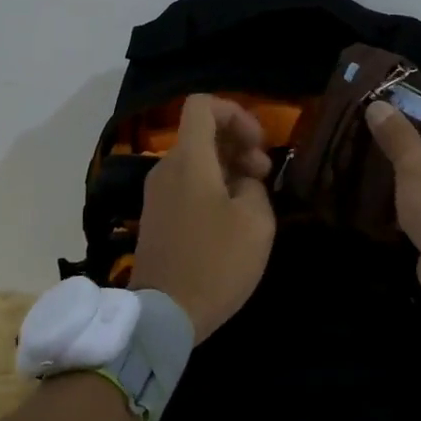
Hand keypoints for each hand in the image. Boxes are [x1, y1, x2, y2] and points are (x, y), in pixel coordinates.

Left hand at [131, 95, 277, 340]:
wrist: (164, 314)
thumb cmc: (215, 263)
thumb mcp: (256, 222)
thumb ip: (255, 187)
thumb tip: (243, 181)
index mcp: (189, 159)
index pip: (202, 105)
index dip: (235, 113)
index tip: (258, 143)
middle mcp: (166, 167)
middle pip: (201, 133)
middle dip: (238, 142)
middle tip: (264, 173)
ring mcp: (157, 193)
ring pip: (195, 160)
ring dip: (227, 167)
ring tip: (253, 197)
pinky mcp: (156, 216)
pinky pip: (186, 184)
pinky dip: (211, 186)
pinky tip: (231, 216)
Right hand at [365, 98, 420, 319]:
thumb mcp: (415, 165)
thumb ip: (396, 134)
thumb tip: (379, 105)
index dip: (412, 98)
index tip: (378, 98)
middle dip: (399, 132)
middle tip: (361, 126)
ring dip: (399, 164)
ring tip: (360, 154)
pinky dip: (404, 191)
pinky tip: (372, 189)